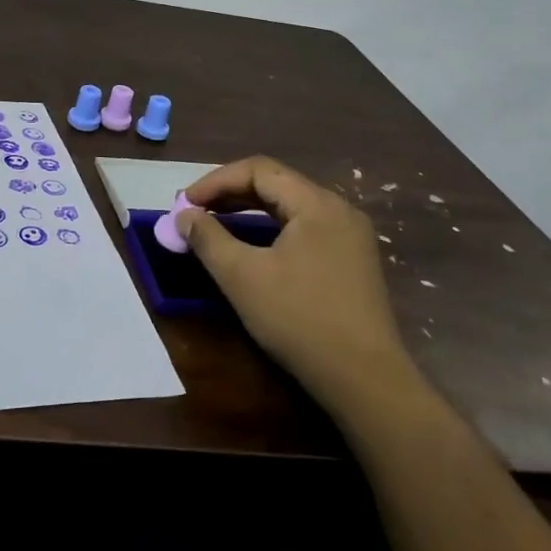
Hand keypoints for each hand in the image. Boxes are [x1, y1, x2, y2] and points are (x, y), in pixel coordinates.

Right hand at [178, 157, 410, 404]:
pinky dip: (271, 229)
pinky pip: (304, 228)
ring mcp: (350, 236)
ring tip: (215, 225)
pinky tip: (252, 248)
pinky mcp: (352, 261)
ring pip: (290, 207)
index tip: (184, 204)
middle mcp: (338, 209)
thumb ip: (208, 238)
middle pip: (276, 184)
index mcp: (317, 203)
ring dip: (249, 211)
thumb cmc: (300, 320)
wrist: (366, 380)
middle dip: (230, 194)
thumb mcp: (242, 277)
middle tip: (194, 212)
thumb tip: (183, 215)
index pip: (258, 170)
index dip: (215, 181)